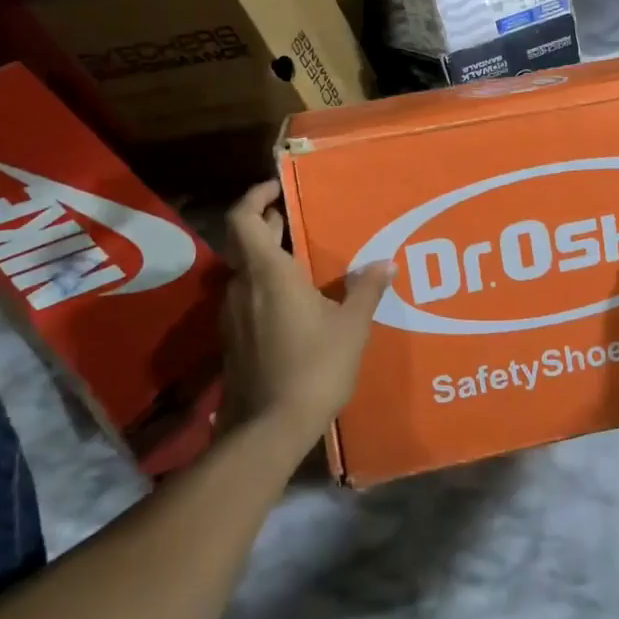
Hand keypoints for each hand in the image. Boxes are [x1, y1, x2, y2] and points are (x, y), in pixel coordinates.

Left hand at [220, 179, 394, 446]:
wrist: (267, 430)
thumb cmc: (313, 368)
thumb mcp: (351, 327)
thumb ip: (366, 290)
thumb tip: (386, 263)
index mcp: (268, 273)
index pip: (244, 218)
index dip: (256, 196)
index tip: (277, 187)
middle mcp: (243, 287)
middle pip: (245, 242)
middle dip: (268, 225)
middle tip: (296, 217)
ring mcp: (233, 315)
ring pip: (246, 273)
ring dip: (268, 259)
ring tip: (302, 260)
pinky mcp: (232, 341)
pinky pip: (247, 299)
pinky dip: (266, 288)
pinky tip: (294, 304)